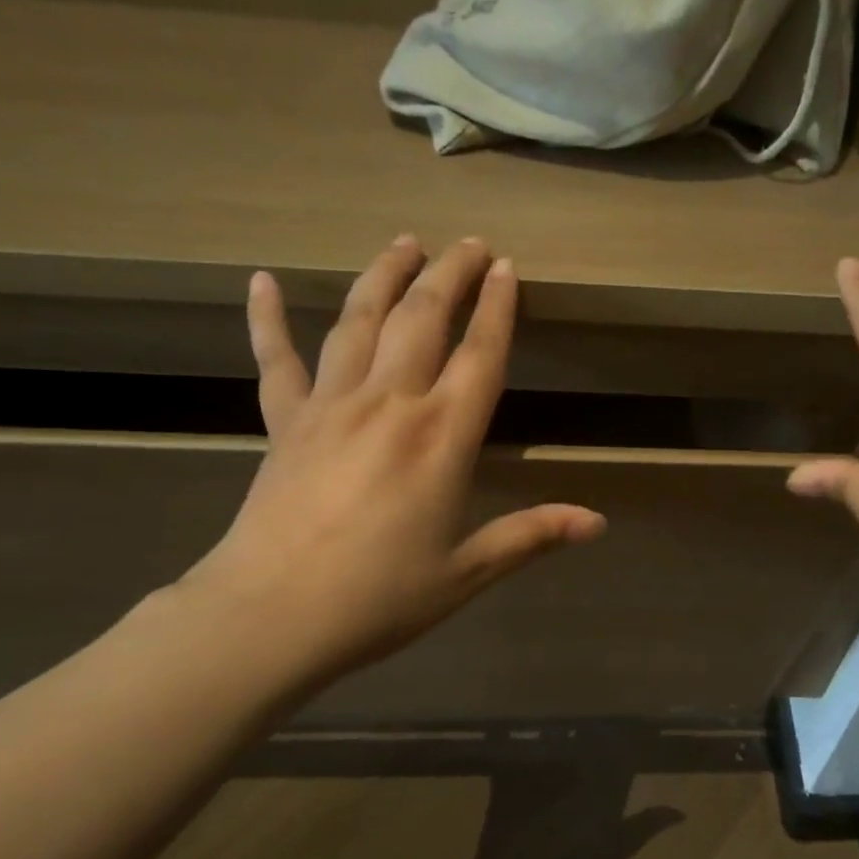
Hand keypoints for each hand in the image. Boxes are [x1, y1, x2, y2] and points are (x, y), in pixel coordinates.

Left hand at [183, 236, 605, 689]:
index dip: (497, 307)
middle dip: (450, 273)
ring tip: (404, 243)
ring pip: (359, 319)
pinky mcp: (284, 421)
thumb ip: (532, 535)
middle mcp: (389, 403)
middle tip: (469, 244)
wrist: (271, 615)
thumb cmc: (378, 597)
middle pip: (423, 317)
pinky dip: (266, 318)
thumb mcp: (466, 572)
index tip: (507, 267)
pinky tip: (260, 280)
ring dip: (385, 275)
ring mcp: (330, 405)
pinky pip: (275, 359)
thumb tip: (598, 522)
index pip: (479, 354)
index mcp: (441, 437)